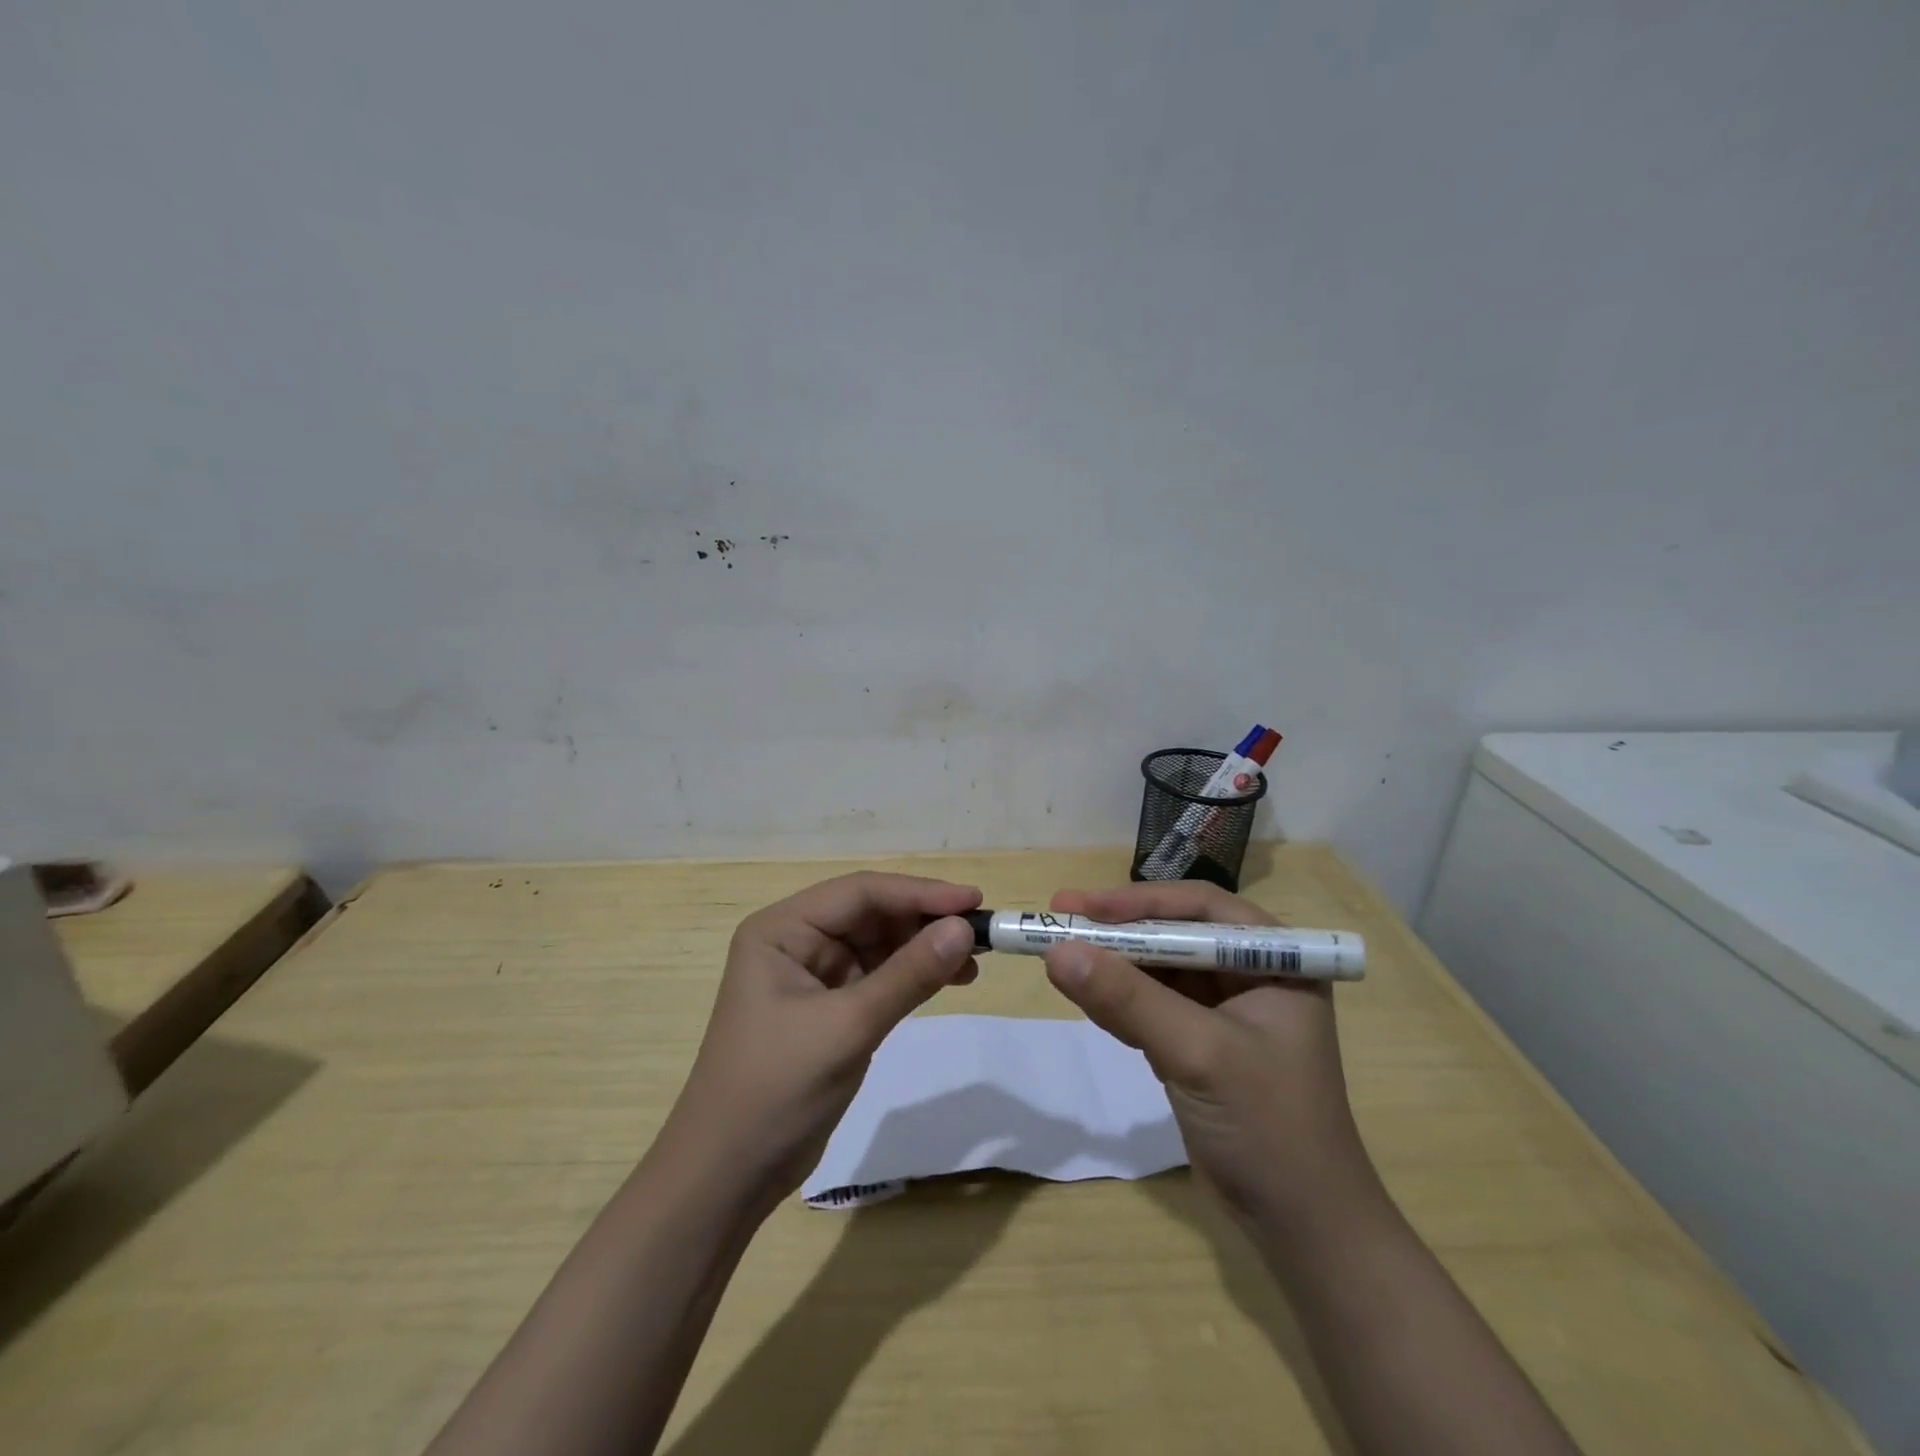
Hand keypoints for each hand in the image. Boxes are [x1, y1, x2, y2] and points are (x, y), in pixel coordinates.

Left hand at [653, 872, 981, 1215]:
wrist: (728, 1175)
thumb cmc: (776, 1089)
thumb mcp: (847, 1027)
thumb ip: (908, 975)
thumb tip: (965, 929)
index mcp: (782, 929)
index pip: (861, 893)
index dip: (920, 893)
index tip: (974, 901)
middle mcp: (795, 941)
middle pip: (871, 914)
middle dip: (925, 920)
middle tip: (982, 932)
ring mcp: (812, 974)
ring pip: (879, 944)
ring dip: (924, 948)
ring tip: (975, 959)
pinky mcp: (828, 1007)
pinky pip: (878, 976)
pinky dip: (913, 976)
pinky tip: (950, 980)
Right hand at [1042, 882, 1377, 1229]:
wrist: (1301, 1228)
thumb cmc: (1267, 1125)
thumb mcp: (1197, 1051)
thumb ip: (1128, 998)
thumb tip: (1056, 951)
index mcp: (1274, 959)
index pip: (1201, 908)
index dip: (1139, 902)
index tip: (1083, 906)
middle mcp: (1250, 974)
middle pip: (1173, 934)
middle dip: (1117, 931)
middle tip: (1058, 917)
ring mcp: (1223, 1010)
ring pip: (1157, 969)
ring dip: (1110, 964)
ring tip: (1056, 951)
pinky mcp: (1199, 1043)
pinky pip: (1149, 1006)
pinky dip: (1115, 1000)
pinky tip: (1081, 993)